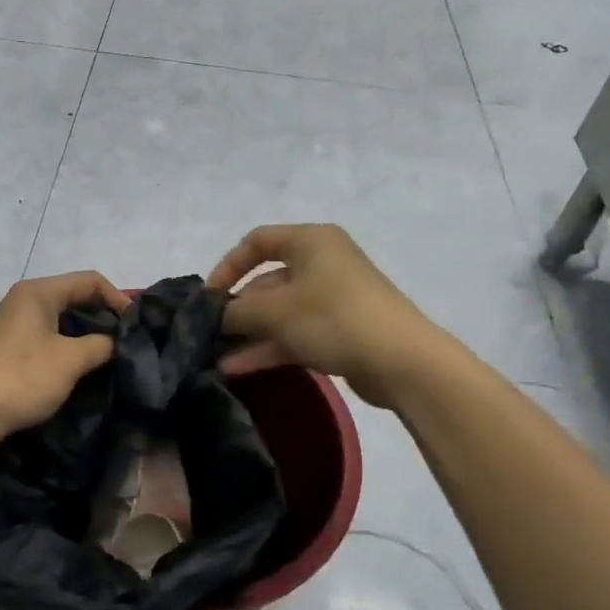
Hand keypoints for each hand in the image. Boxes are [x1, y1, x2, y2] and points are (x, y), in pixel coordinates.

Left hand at [0, 271, 129, 437]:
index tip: (137, 326)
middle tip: (128, 343)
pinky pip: (48, 341)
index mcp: (38, 292)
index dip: (118, 299)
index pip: (89, 281)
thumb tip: (114, 344)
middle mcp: (24, 302)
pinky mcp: (8, 351)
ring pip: (61, 322)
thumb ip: (101, 345)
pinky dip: (68, 350)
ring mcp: (13, 327)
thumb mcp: (71, 359)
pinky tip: (81, 370)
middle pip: (74, 299)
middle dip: (103, 318)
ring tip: (110, 358)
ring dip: (86, 337)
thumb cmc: (23, 377)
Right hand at [207, 224, 446, 407]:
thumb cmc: (333, 318)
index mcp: (310, 241)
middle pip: (267, 280)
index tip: (208, 297)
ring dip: (248, 333)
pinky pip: (295, 332)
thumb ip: (235, 311)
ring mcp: (332, 297)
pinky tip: (238, 368)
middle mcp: (322, 262)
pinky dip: (268, 346)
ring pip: (279, 312)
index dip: (227, 266)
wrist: (400, 360)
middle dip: (237, 309)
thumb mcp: (274, 312)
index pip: (257, 241)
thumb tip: (212, 315)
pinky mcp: (339, 329)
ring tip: (217, 358)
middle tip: (210, 334)